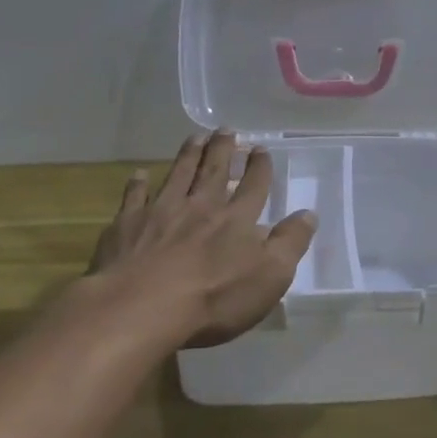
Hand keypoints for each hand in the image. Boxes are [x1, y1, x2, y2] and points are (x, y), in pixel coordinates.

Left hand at [89, 132, 316, 349]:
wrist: (141, 307)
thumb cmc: (214, 298)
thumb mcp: (270, 277)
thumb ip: (290, 243)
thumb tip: (309, 214)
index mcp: (236, 219)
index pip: (253, 185)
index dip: (259, 167)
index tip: (260, 148)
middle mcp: (201, 206)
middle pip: (214, 171)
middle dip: (223, 149)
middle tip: (226, 130)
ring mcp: (161, 212)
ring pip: (178, 175)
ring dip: (188, 155)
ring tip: (195, 137)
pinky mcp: (128, 225)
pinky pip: (134, 197)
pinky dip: (137, 184)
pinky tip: (139, 174)